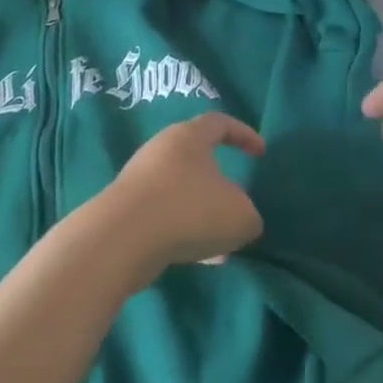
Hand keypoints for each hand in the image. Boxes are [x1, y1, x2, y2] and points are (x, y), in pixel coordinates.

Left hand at [91, 114, 265, 279]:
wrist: (122, 239)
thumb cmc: (189, 211)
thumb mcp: (240, 216)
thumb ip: (248, 214)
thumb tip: (239, 217)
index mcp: (189, 137)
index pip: (219, 123)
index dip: (243, 134)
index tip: (260, 153)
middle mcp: (161, 150)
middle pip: (197, 159)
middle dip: (220, 184)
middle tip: (238, 205)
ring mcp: (140, 180)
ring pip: (182, 192)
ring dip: (203, 214)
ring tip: (222, 245)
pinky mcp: (126, 210)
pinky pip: (164, 216)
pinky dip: (183, 232)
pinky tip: (198, 259)